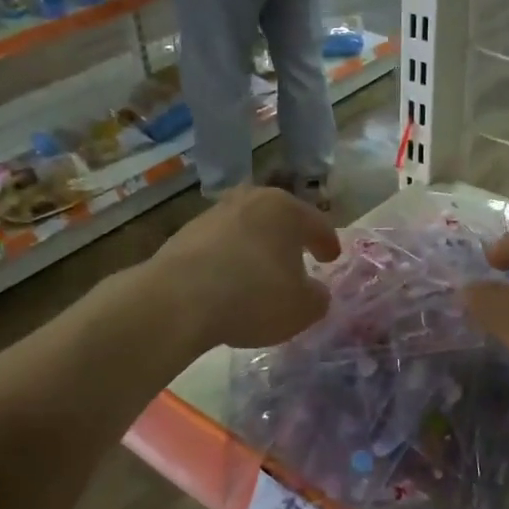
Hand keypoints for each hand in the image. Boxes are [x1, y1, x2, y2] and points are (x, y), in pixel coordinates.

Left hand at [149, 186, 342, 348]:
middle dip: (290, 238)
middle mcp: (251, 200)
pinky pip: (221, 245)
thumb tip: (314, 291)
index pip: (317, 224)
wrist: (176, 301)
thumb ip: (318, 298)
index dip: (328, 243)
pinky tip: (230, 282)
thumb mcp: (302, 308)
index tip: (331, 258)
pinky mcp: (185, 233)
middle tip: (299, 258)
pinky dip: (231, 259)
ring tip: (261, 273)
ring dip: (258, 247)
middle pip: (279, 218)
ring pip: (248, 229)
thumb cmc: (253, 296)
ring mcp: (214, 214)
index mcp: (286, 209)